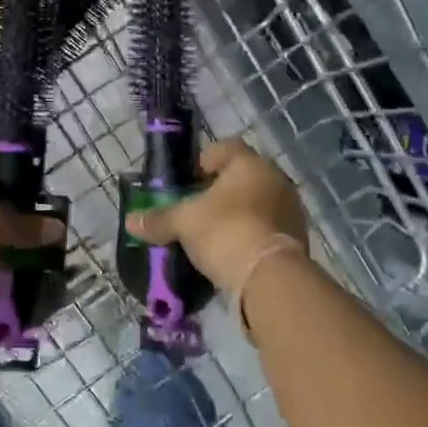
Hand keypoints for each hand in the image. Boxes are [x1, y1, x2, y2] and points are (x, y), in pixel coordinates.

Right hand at [124, 139, 306, 294]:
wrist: (270, 278)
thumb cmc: (225, 231)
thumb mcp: (184, 223)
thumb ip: (159, 219)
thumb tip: (131, 221)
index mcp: (250, 163)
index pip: (225, 148)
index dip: (202, 161)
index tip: (185, 183)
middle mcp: (275, 179)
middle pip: (241, 178)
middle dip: (217, 193)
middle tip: (194, 211)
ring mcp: (290, 210)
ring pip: (255, 204)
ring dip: (235, 216)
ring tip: (209, 237)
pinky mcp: (296, 239)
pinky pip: (265, 229)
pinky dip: (248, 236)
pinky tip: (230, 254)